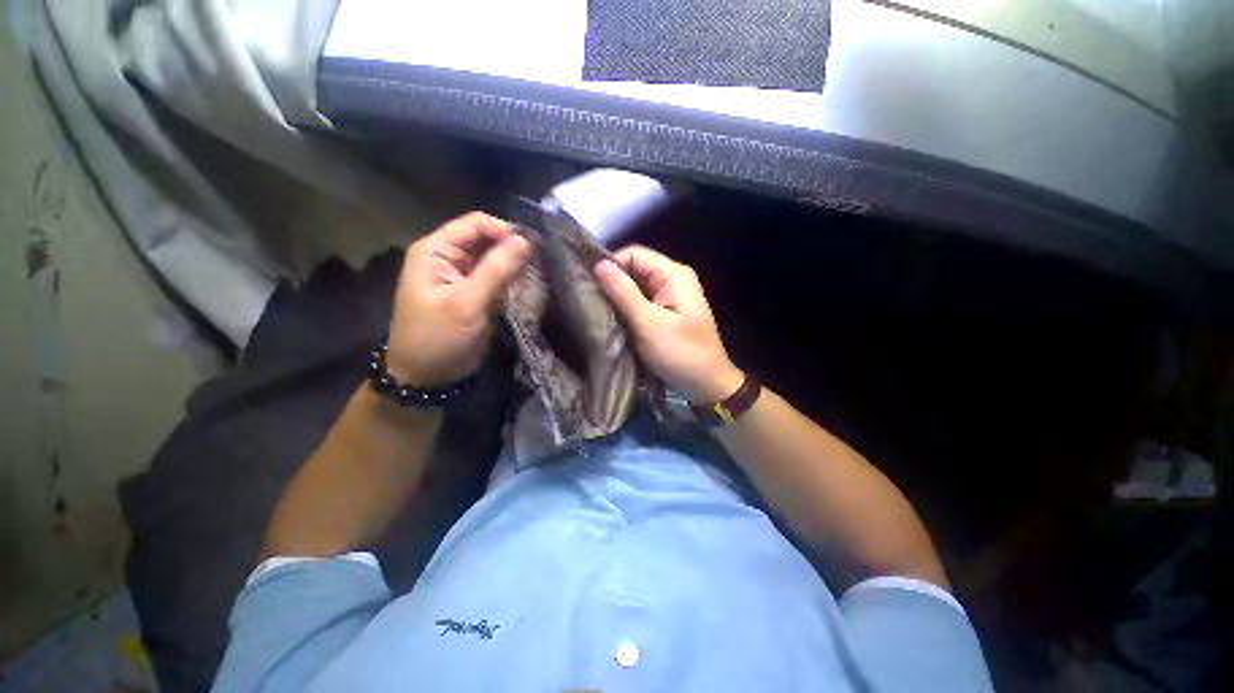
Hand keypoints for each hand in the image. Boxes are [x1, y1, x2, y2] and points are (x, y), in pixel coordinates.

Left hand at [388, 212, 529, 385]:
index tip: (532, 248)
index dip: (504, 231)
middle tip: (539, 263)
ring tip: (537, 275)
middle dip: (513, 250)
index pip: (475, 224)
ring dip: (515, 267)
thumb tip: (525, 240)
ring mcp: (464, 276)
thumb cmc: (439, 337)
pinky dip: (513, 282)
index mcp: (437, 250)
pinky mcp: (476, 294)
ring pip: (495, 260)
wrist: (428, 376)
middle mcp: (449, 257)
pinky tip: (528, 288)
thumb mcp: (467, 302)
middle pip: (487, 241)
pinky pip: (498, 279)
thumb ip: (496, 269)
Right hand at [594, 245, 742, 403]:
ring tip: (597, 309)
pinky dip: (627, 308)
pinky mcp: (667, 311)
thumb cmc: (681, 353)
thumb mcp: (649, 323)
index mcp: (673, 274)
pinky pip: (642, 301)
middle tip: (589, 300)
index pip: (634, 254)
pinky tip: (613, 318)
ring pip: (636, 286)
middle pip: (635, 269)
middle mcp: (673, 278)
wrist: (707, 385)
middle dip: (613, 282)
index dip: (611, 265)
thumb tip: (599, 264)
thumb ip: (624, 293)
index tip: (589, 285)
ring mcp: (671, 295)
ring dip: (618, 297)